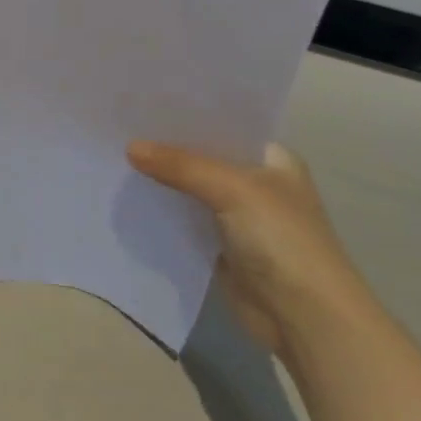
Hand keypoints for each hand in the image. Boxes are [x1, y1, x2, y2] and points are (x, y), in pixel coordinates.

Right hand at [127, 139, 372, 356]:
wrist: (305, 317)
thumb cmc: (282, 239)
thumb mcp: (233, 190)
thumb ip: (181, 166)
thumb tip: (130, 147)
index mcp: (272, 159)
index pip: (225, 126)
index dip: (188, 116)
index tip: (144, 103)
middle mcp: (256, 184)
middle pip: (204, 159)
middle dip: (167, 148)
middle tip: (120, 128)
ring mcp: (238, 218)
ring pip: (191, 191)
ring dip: (162, 181)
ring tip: (115, 156)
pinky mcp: (220, 249)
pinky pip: (184, 223)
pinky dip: (162, 214)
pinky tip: (129, 198)